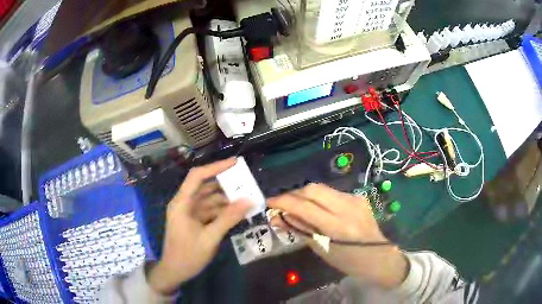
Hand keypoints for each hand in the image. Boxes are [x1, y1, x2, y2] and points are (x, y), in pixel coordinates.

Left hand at [148, 158, 250, 294]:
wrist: (174, 272)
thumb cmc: (188, 255)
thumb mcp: (209, 238)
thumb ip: (228, 218)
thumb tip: (248, 201)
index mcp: (182, 203)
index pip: (197, 176)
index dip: (215, 167)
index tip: (235, 163)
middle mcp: (184, 204)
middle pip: (204, 186)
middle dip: (225, 184)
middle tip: (245, 183)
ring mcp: (189, 213)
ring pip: (209, 199)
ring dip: (225, 198)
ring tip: (245, 197)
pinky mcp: (194, 221)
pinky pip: (210, 210)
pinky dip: (222, 210)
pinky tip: (237, 212)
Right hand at [268, 183, 407, 288]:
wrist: (380, 257)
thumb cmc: (349, 262)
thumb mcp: (322, 250)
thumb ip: (300, 230)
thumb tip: (277, 218)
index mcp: (338, 227)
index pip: (304, 207)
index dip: (283, 202)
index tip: (269, 203)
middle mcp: (348, 207)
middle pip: (313, 189)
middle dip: (293, 194)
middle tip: (283, 205)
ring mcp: (355, 199)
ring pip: (322, 188)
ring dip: (305, 195)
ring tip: (297, 207)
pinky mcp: (359, 197)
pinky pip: (333, 193)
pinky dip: (319, 198)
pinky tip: (317, 209)